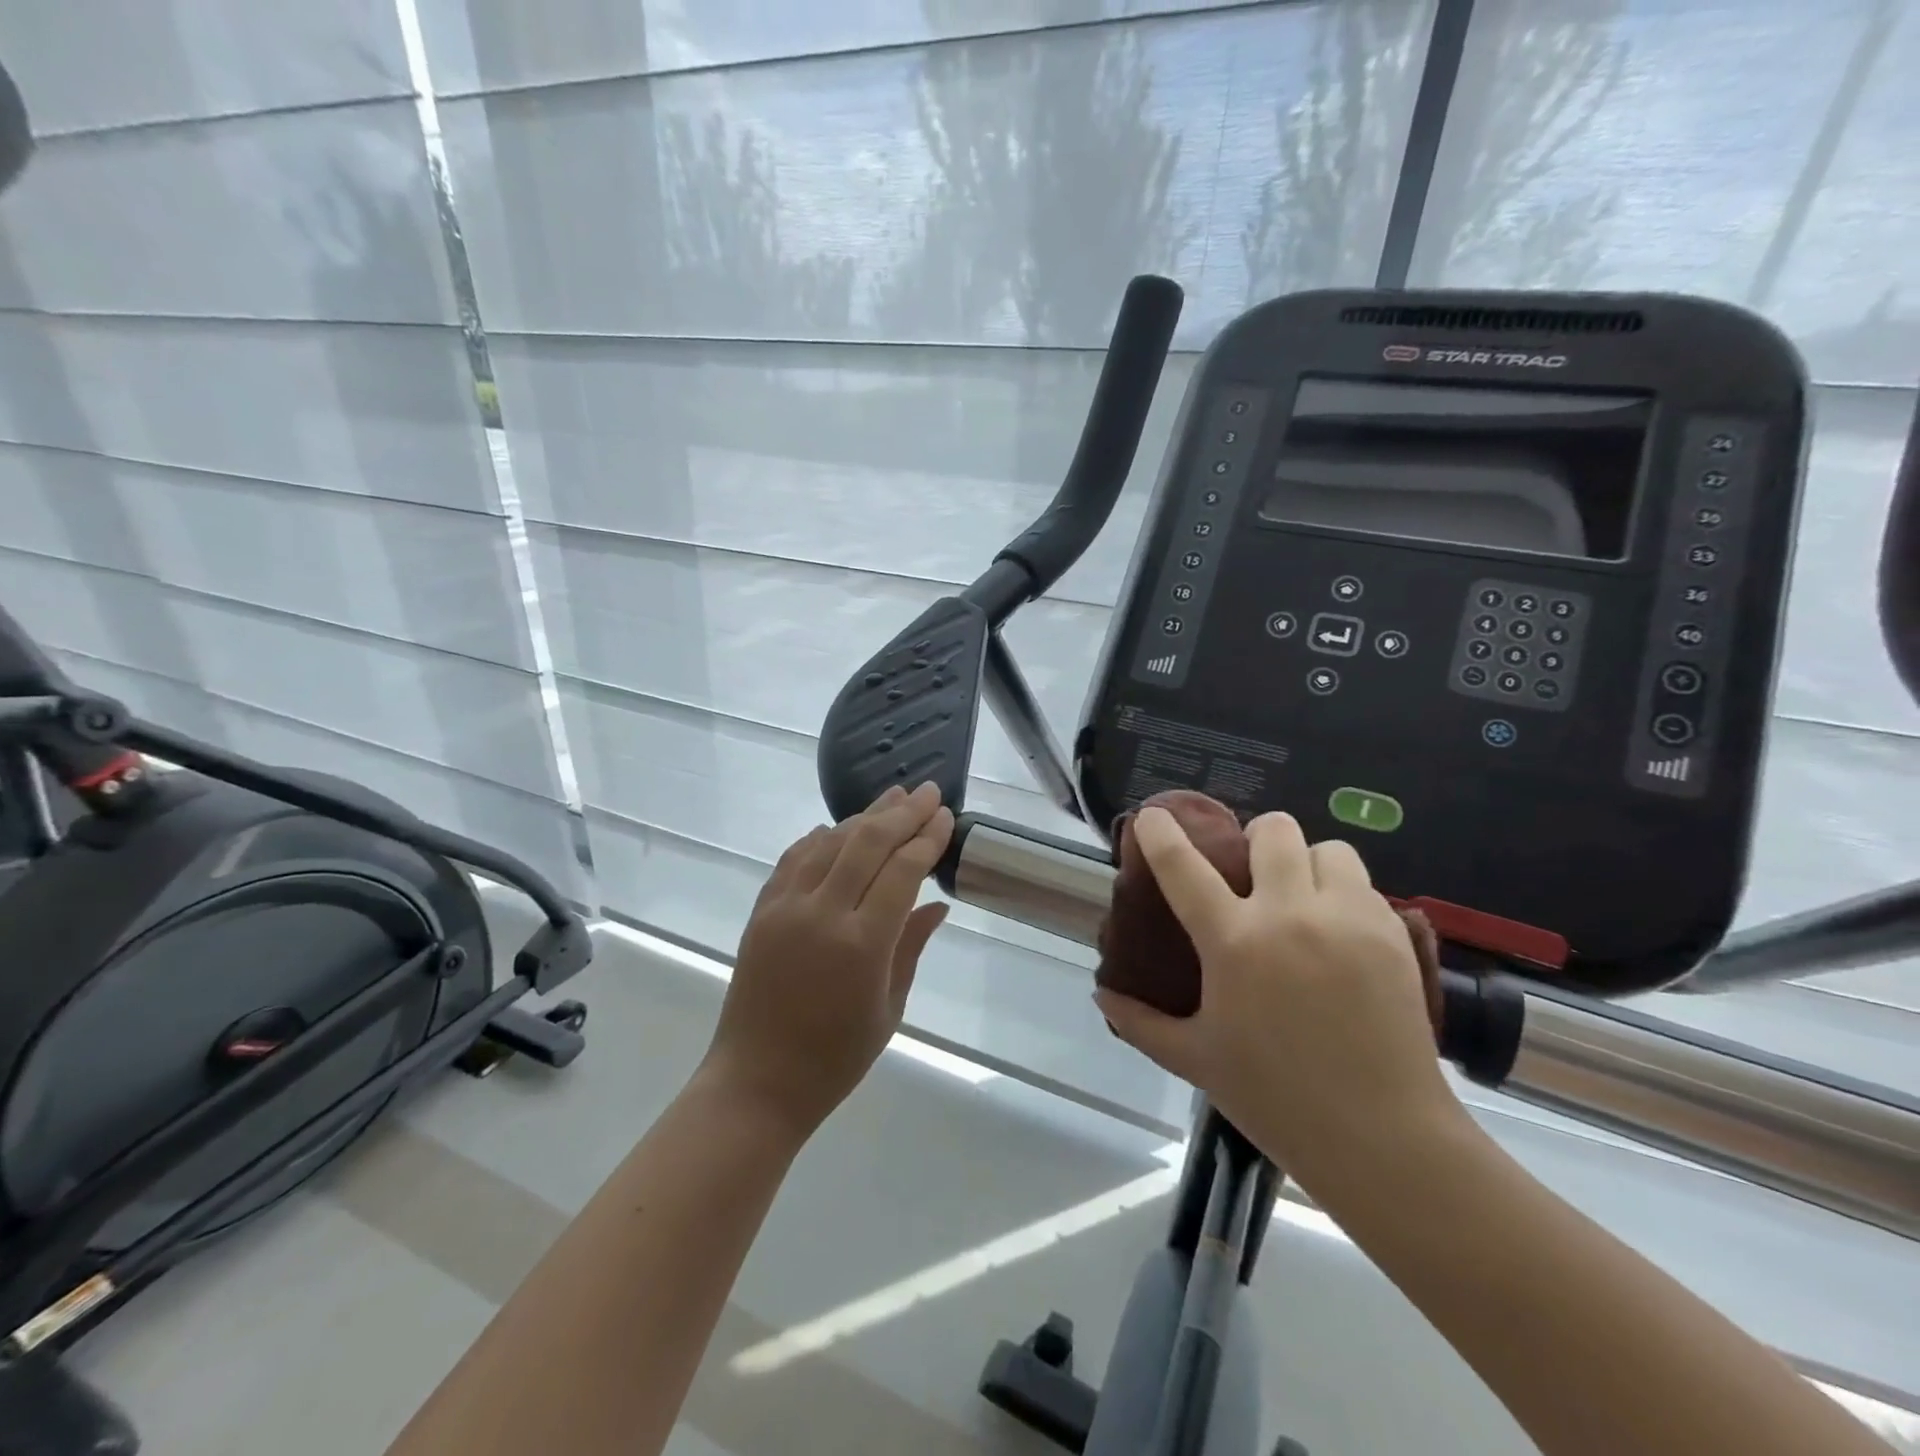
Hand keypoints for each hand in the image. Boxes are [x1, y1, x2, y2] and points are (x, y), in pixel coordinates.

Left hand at [703, 782, 954, 1139]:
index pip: (902, 870)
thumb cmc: (834, 1058)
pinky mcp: (761, 911)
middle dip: (902, 813)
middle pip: (867, 843)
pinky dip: (820, 838)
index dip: (926, 838)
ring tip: (892, 798)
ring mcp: (785, 908)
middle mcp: (822, 914)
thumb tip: (937, 902)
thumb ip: (912, 946)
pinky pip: (794, 859)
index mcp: (862, 944)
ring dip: (864, 816)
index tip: (945, 816)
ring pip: (830, 842)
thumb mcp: (889, 1007)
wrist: (756, 1082)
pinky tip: (837, 828)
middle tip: (928, 792)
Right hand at [1093, 808, 1464, 1192]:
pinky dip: (1344, 893)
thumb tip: (1102, 995)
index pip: (1183, 866)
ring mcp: (1346, 919)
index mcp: (1233, 942)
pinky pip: (1363, 884)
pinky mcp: (1393, 934)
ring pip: (1326, 848)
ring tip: (1302, 896)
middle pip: (1272, 831)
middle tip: (1252, 872)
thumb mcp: (1195, 1059)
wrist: (1383, 1138)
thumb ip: (1140, 1022)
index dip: (1160, 833)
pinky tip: (1339, 930)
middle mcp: (1289, 915)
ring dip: (1307, 862)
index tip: (1153, 815)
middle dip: (1255, 839)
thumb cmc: (1276, 1099)